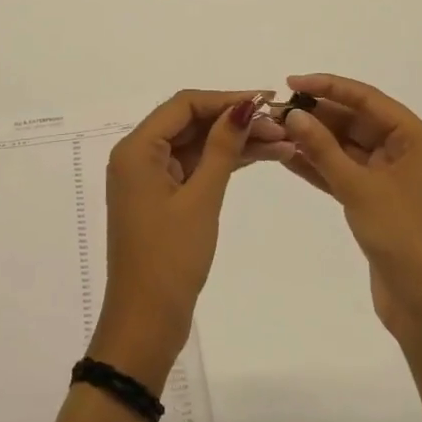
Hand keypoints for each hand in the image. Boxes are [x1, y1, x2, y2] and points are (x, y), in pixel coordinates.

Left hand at [91, 90, 291, 391]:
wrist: (146, 322)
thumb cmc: (170, 258)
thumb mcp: (201, 198)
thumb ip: (222, 147)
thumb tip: (244, 105)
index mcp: (137, 149)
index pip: (184, 105)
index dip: (226, 98)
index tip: (267, 100)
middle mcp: (138, 156)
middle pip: (190, 122)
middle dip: (235, 121)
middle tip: (283, 126)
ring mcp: (150, 178)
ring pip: (196, 145)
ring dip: (235, 142)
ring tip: (284, 143)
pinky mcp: (163, 198)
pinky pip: (195, 168)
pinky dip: (224, 164)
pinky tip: (261, 158)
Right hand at [279, 74, 421, 352]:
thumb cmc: (404, 236)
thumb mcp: (360, 188)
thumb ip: (323, 149)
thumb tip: (293, 115)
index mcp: (417, 140)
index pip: (368, 99)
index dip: (329, 87)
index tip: (291, 82)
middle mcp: (407, 153)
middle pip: (357, 122)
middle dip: (318, 116)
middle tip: (277, 111)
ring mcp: (391, 180)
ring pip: (347, 148)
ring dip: (314, 141)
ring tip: (274, 130)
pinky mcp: (377, 203)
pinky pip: (344, 174)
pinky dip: (319, 166)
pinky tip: (287, 157)